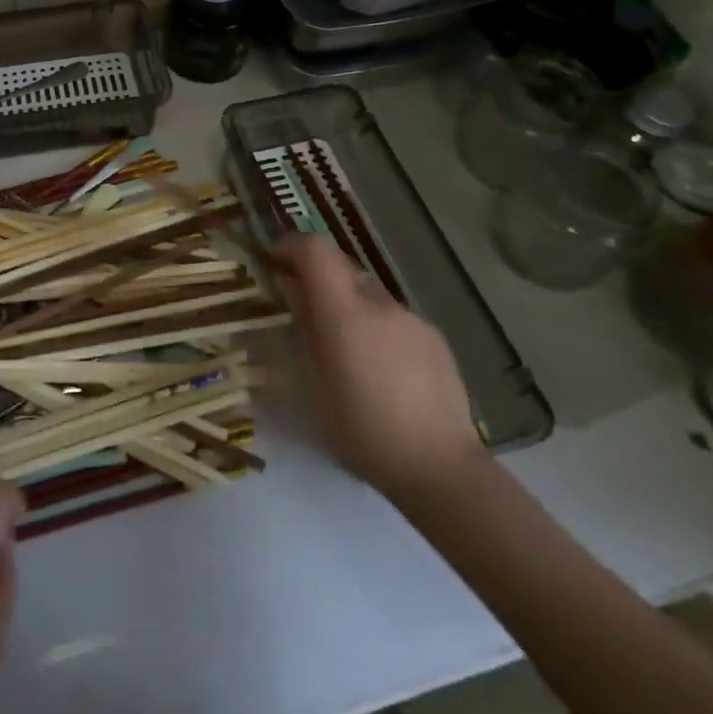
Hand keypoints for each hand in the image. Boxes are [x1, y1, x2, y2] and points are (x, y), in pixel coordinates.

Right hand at [268, 233, 488, 501]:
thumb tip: (291, 289)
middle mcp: (379, 304)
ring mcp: (412, 319)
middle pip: (341, 266)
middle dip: (316, 277)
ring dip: (347, 304)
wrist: (439, 467)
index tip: (272, 262)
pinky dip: (375, 326)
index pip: (315, 249)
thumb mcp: (312, 384)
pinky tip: (378, 370)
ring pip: (368, 293)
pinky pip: (393, 318)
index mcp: (344, 313)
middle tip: (300, 309)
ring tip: (341, 349)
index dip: (290, 246)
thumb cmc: (360, 431)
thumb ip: (301, 327)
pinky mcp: (434, 338)